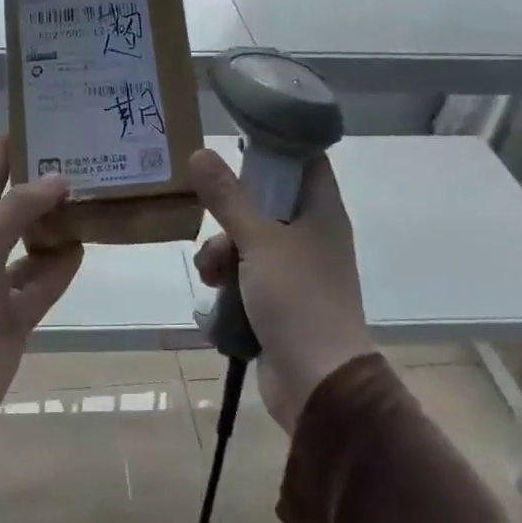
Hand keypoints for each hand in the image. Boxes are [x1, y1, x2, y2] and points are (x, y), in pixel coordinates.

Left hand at [0, 137, 83, 431]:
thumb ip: (19, 209)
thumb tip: (60, 178)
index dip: (7, 151)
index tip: (34, 121)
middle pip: (17, 211)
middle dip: (42, 188)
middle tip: (81, 161)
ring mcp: (1, 286)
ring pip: (36, 247)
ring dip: (58, 228)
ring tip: (92, 201)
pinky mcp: (18, 317)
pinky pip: (45, 283)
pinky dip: (62, 267)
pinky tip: (84, 247)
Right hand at [190, 148, 373, 434]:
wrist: (317, 381)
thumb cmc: (298, 300)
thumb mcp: (258, 241)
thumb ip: (228, 197)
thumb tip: (200, 152)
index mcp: (321, 213)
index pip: (304, 160)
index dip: (275, 146)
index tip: (235, 141)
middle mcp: (311, 236)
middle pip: (265, 203)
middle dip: (230, 215)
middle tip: (213, 223)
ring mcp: (294, 271)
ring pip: (247, 242)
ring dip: (222, 254)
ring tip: (211, 275)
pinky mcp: (277, 301)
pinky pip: (244, 277)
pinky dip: (227, 283)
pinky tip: (214, 299)